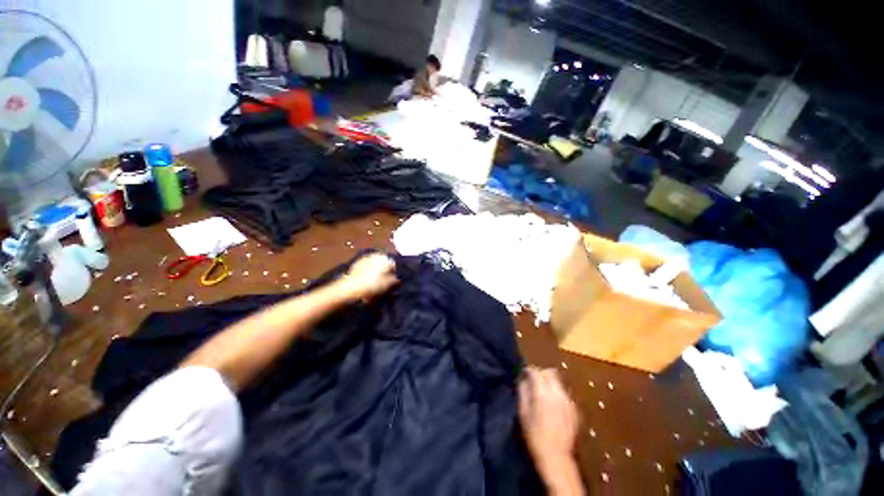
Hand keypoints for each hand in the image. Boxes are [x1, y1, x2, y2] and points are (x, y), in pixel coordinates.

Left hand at [338, 253, 398, 300]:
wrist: (351, 287)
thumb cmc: (373, 285)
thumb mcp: (389, 284)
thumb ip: (396, 279)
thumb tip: (398, 278)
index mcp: (386, 258)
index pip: (394, 265)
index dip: (395, 274)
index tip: (393, 282)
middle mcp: (376, 254)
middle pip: (384, 264)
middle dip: (385, 271)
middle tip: (384, 282)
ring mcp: (365, 258)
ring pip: (375, 265)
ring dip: (376, 271)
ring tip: (374, 282)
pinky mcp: (356, 263)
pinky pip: (366, 267)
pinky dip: (368, 272)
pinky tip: (366, 281)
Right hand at [519, 367, 582, 494]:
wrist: (556, 457)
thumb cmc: (534, 435)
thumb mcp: (523, 412)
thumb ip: (523, 391)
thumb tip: (522, 379)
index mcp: (543, 393)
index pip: (536, 371)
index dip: (528, 370)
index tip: (523, 373)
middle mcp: (557, 393)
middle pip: (549, 372)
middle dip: (540, 373)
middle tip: (532, 380)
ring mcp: (568, 401)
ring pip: (558, 381)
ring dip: (549, 381)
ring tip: (541, 391)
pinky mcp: (574, 409)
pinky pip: (564, 392)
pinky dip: (556, 391)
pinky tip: (551, 403)